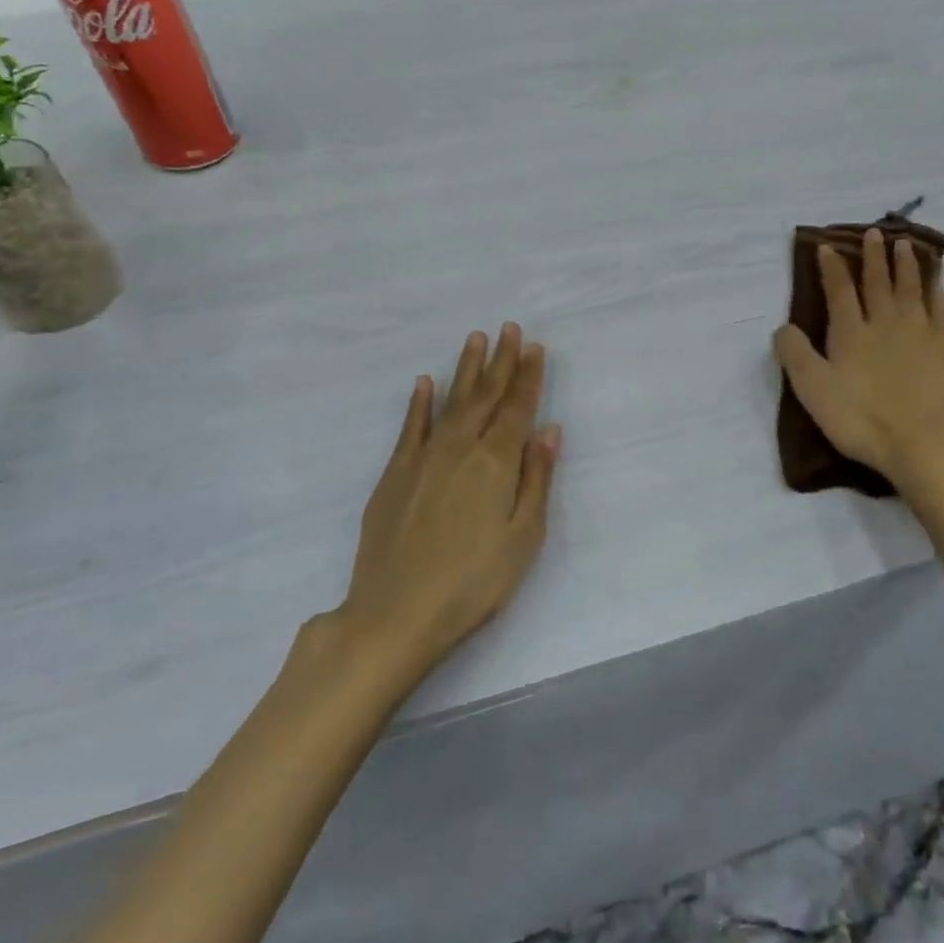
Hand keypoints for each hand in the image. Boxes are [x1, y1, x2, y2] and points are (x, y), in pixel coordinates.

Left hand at [329, 324, 560, 695]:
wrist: (395, 614)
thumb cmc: (473, 582)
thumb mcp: (523, 537)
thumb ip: (536, 479)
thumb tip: (549, 430)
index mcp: (496, 463)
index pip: (517, 408)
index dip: (528, 376)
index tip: (534, 346)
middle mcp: (459, 448)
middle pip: (485, 396)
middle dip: (500, 361)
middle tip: (508, 328)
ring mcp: (422, 458)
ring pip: (449, 402)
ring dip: (464, 369)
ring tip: (474, 339)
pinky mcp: (394, 475)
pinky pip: (410, 427)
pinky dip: (419, 403)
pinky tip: (424, 384)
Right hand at [774, 228, 943, 492]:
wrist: (925, 445)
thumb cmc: (862, 421)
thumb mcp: (814, 392)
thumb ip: (795, 355)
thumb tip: (783, 327)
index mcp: (850, 333)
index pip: (838, 291)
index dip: (831, 268)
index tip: (827, 247)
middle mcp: (885, 323)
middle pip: (877, 282)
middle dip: (872, 256)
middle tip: (873, 232)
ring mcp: (919, 333)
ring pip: (910, 287)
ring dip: (905, 263)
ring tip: (904, 243)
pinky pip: (939, 306)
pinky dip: (935, 287)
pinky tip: (935, 278)